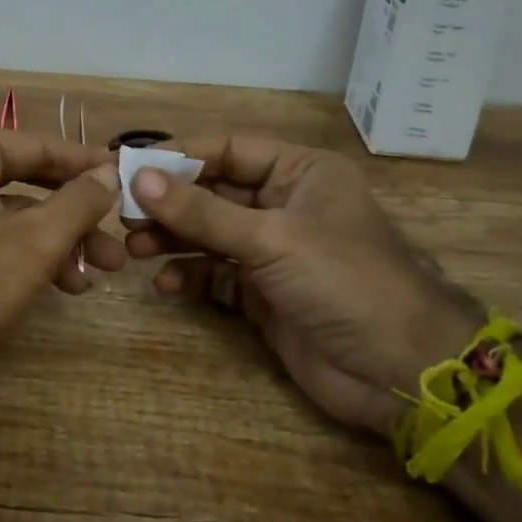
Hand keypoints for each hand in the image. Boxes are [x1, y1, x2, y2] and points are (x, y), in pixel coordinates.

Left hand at [0, 130, 123, 425]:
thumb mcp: (35, 242)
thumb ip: (78, 201)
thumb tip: (109, 171)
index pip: (34, 145)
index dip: (83, 161)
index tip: (125, 173)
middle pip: (28, 182)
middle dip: (77, 211)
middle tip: (119, 231)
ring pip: (16, 217)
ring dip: (62, 240)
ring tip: (103, 270)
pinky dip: (34, 258)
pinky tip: (69, 286)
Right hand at [124, 137, 479, 435]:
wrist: (400, 371)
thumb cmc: (343, 281)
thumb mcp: (270, 238)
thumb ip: (202, 211)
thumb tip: (139, 178)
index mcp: (299, 172)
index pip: (227, 150)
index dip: (177, 157)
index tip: (127, 166)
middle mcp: (284, 204)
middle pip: (213, 192)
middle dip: (169, 203)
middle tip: (122, 213)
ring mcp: (273, 251)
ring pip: (209, 234)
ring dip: (173, 239)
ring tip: (135, 248)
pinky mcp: (264, 293)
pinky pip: (216, 275)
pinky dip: (191, 277)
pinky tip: (167, 286)